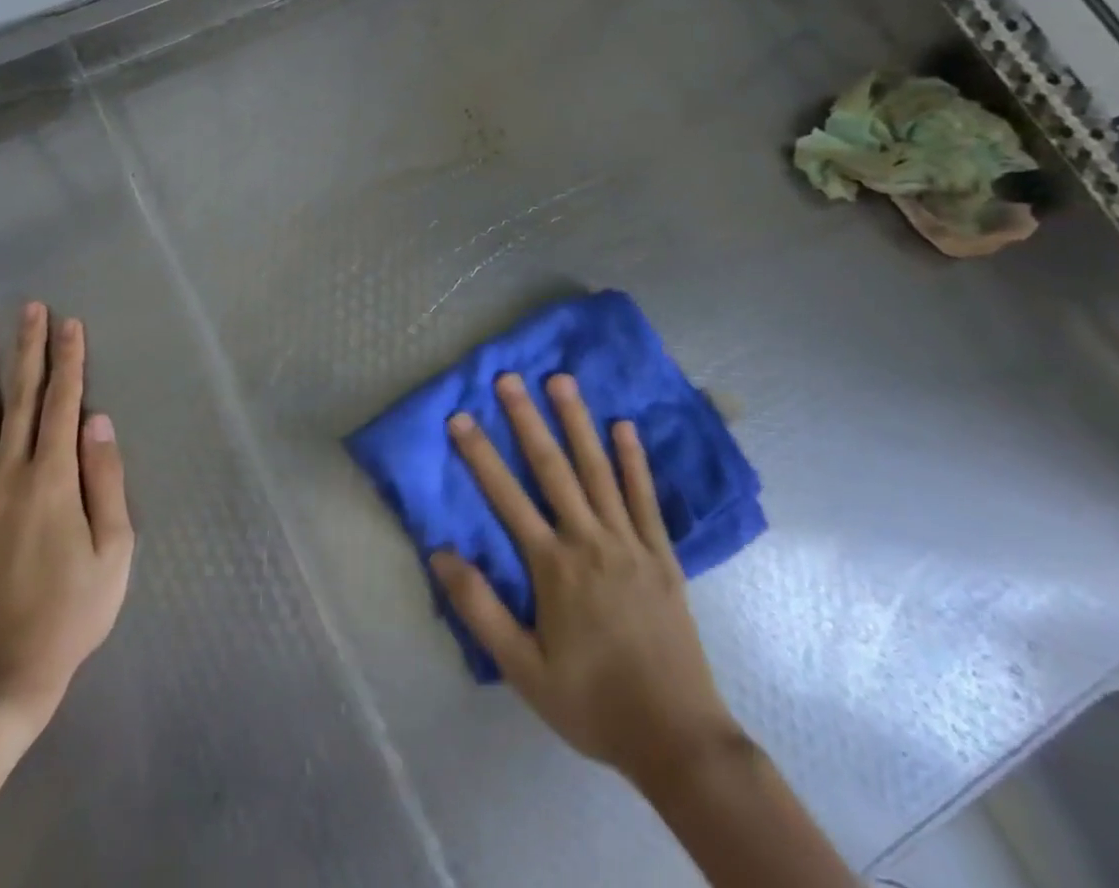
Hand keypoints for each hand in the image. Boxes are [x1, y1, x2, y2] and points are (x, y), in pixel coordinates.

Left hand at [0, 303, 133, 738]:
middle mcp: (9, 474)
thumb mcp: (113, 550)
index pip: (64, 403)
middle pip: (21, 397)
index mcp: (54, 479)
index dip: (69, 360)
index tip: (70, 323)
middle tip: (29, 306)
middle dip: (28, 348)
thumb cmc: (71, 613)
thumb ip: (106, 479)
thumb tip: (98, 419)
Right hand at [430, 374, 746, 797]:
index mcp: (554, 567)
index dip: (480, 454)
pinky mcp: (662, 555)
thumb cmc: (592, 703)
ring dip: (577, 422)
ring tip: (562, 380)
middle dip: (527, 419)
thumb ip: (480, 609)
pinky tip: (624, 427)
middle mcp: (589, 541)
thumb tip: (440, 553)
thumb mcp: (523, 670)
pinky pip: (645, 498)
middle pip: (553, 468)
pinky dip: (634, 460)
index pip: (507, 497)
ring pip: (598, 470)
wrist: (678, 740)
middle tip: (509, 377)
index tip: (459, 416)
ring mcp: (630, 543)